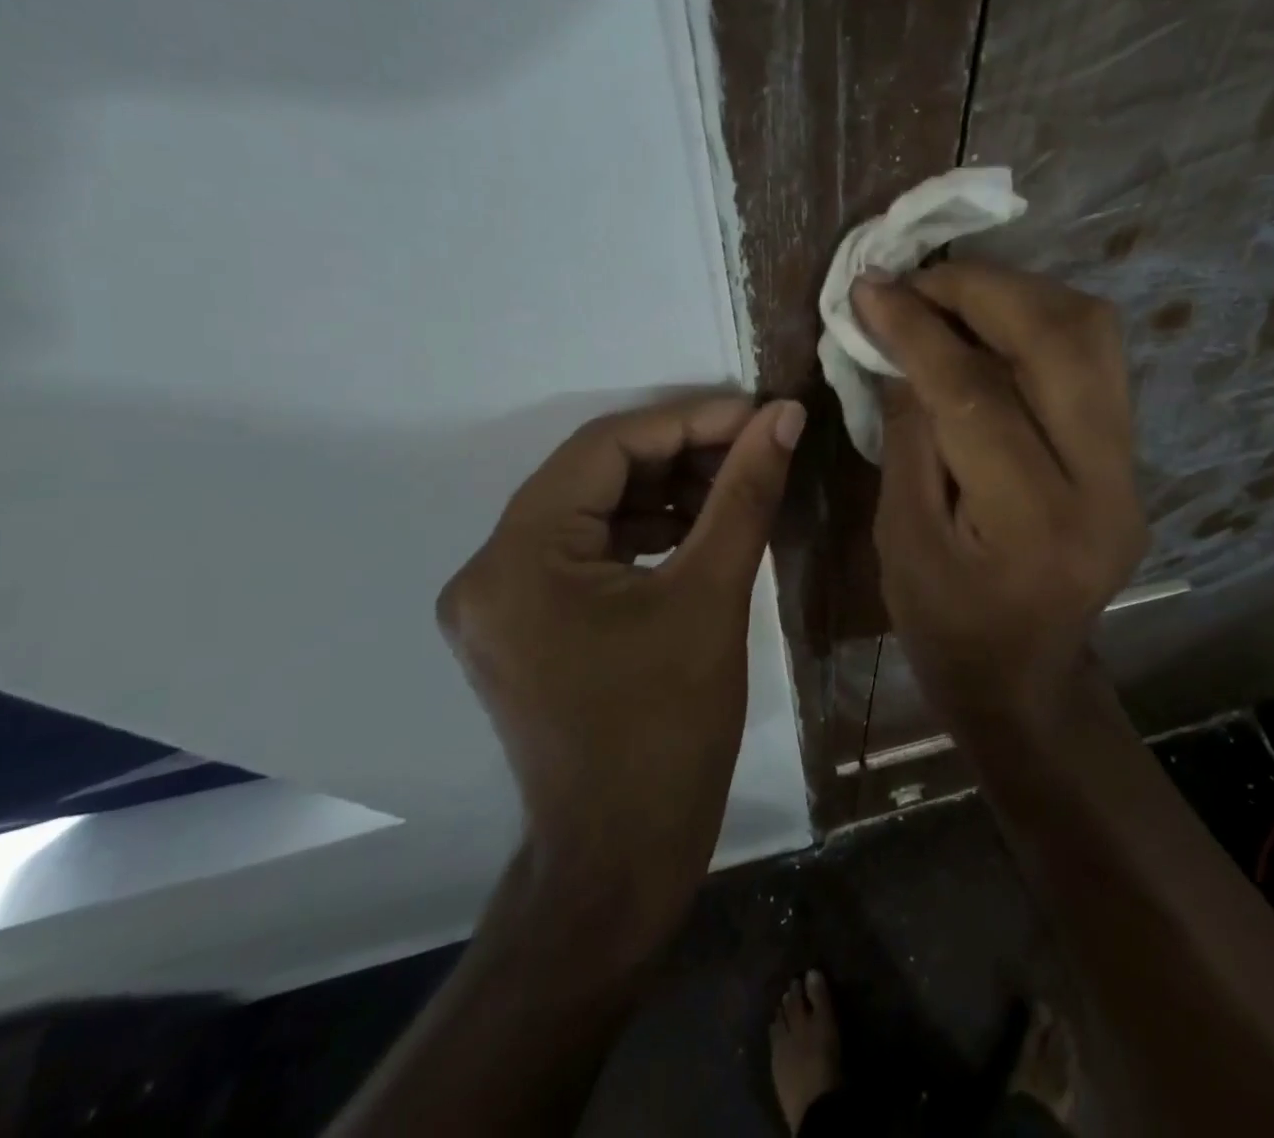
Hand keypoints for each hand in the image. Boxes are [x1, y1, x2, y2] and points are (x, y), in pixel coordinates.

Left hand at [436, 394, 803, 917]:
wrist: (620, 860)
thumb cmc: (668, 731)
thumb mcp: (713, 597)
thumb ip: (745, 493)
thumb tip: (784, 416)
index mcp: (519, 558)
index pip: (604, 448)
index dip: (687, 420)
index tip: (756, 415)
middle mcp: (489, 569)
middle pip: (593, 475)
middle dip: (679, 454)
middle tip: (753, 447)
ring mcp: (499, 600)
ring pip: (590, 509)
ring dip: (663, 491)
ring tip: (735, 484)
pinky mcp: (522, 624)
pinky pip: (585, 549)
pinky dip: (642, 530)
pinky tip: (696, 528)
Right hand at [853, 264, 1145, 710]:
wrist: (1026, 678)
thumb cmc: (946, 626)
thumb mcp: (901, 537)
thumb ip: (908, 433)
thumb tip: (900, 343)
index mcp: (1034, 523)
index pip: (977, 394)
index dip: (917, 329)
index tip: (869, 288)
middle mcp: (1104, 485)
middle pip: (1062, 340)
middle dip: (980, 289)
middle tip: (915, 280)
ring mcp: (1131, 468)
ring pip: (1092, 334)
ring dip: (1017, 295)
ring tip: (949, 297)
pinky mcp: (1129, 457)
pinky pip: (1092, 359)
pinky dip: (1037, 324)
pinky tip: (988, 330)